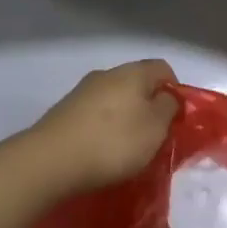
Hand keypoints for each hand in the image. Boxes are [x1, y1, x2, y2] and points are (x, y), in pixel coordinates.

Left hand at [23, 59, 179, 195]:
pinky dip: (103, 127)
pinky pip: (95, 113)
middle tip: (153, 136)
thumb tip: (167, 97)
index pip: (163, 68)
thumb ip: (168, 108)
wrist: (51, 160)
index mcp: (133, 72)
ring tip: (127, 148)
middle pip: (137, 83)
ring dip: (124, 117)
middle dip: (148, 105)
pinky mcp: (65, 110)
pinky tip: (101, 150)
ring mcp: (83, 90)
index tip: (176, 118)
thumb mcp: (155, 128)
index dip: (174, 90)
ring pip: (115, 98)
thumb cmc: (113, 142)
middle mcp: (107, 73)